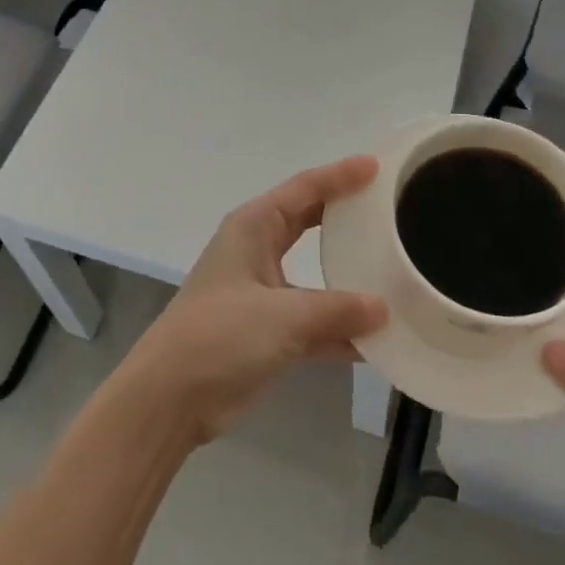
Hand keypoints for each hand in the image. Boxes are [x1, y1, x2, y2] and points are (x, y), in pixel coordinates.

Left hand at [117, 157, 388, 445]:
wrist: (170, 399)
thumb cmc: (220, 335)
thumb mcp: (283, 316)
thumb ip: (337, 310)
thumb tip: (383, 308)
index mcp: (254, 227)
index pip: (305, 189)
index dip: (340, 176)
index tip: (377, 166)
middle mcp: (258, 251)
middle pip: (310, 222)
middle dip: (346, 215)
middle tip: (388, 207)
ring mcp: (263, 294)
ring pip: (316, 275)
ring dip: (349, 278)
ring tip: (394, 270)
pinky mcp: (268, 333)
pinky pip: (315, 322)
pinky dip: (342, 329)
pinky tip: (379, 340)